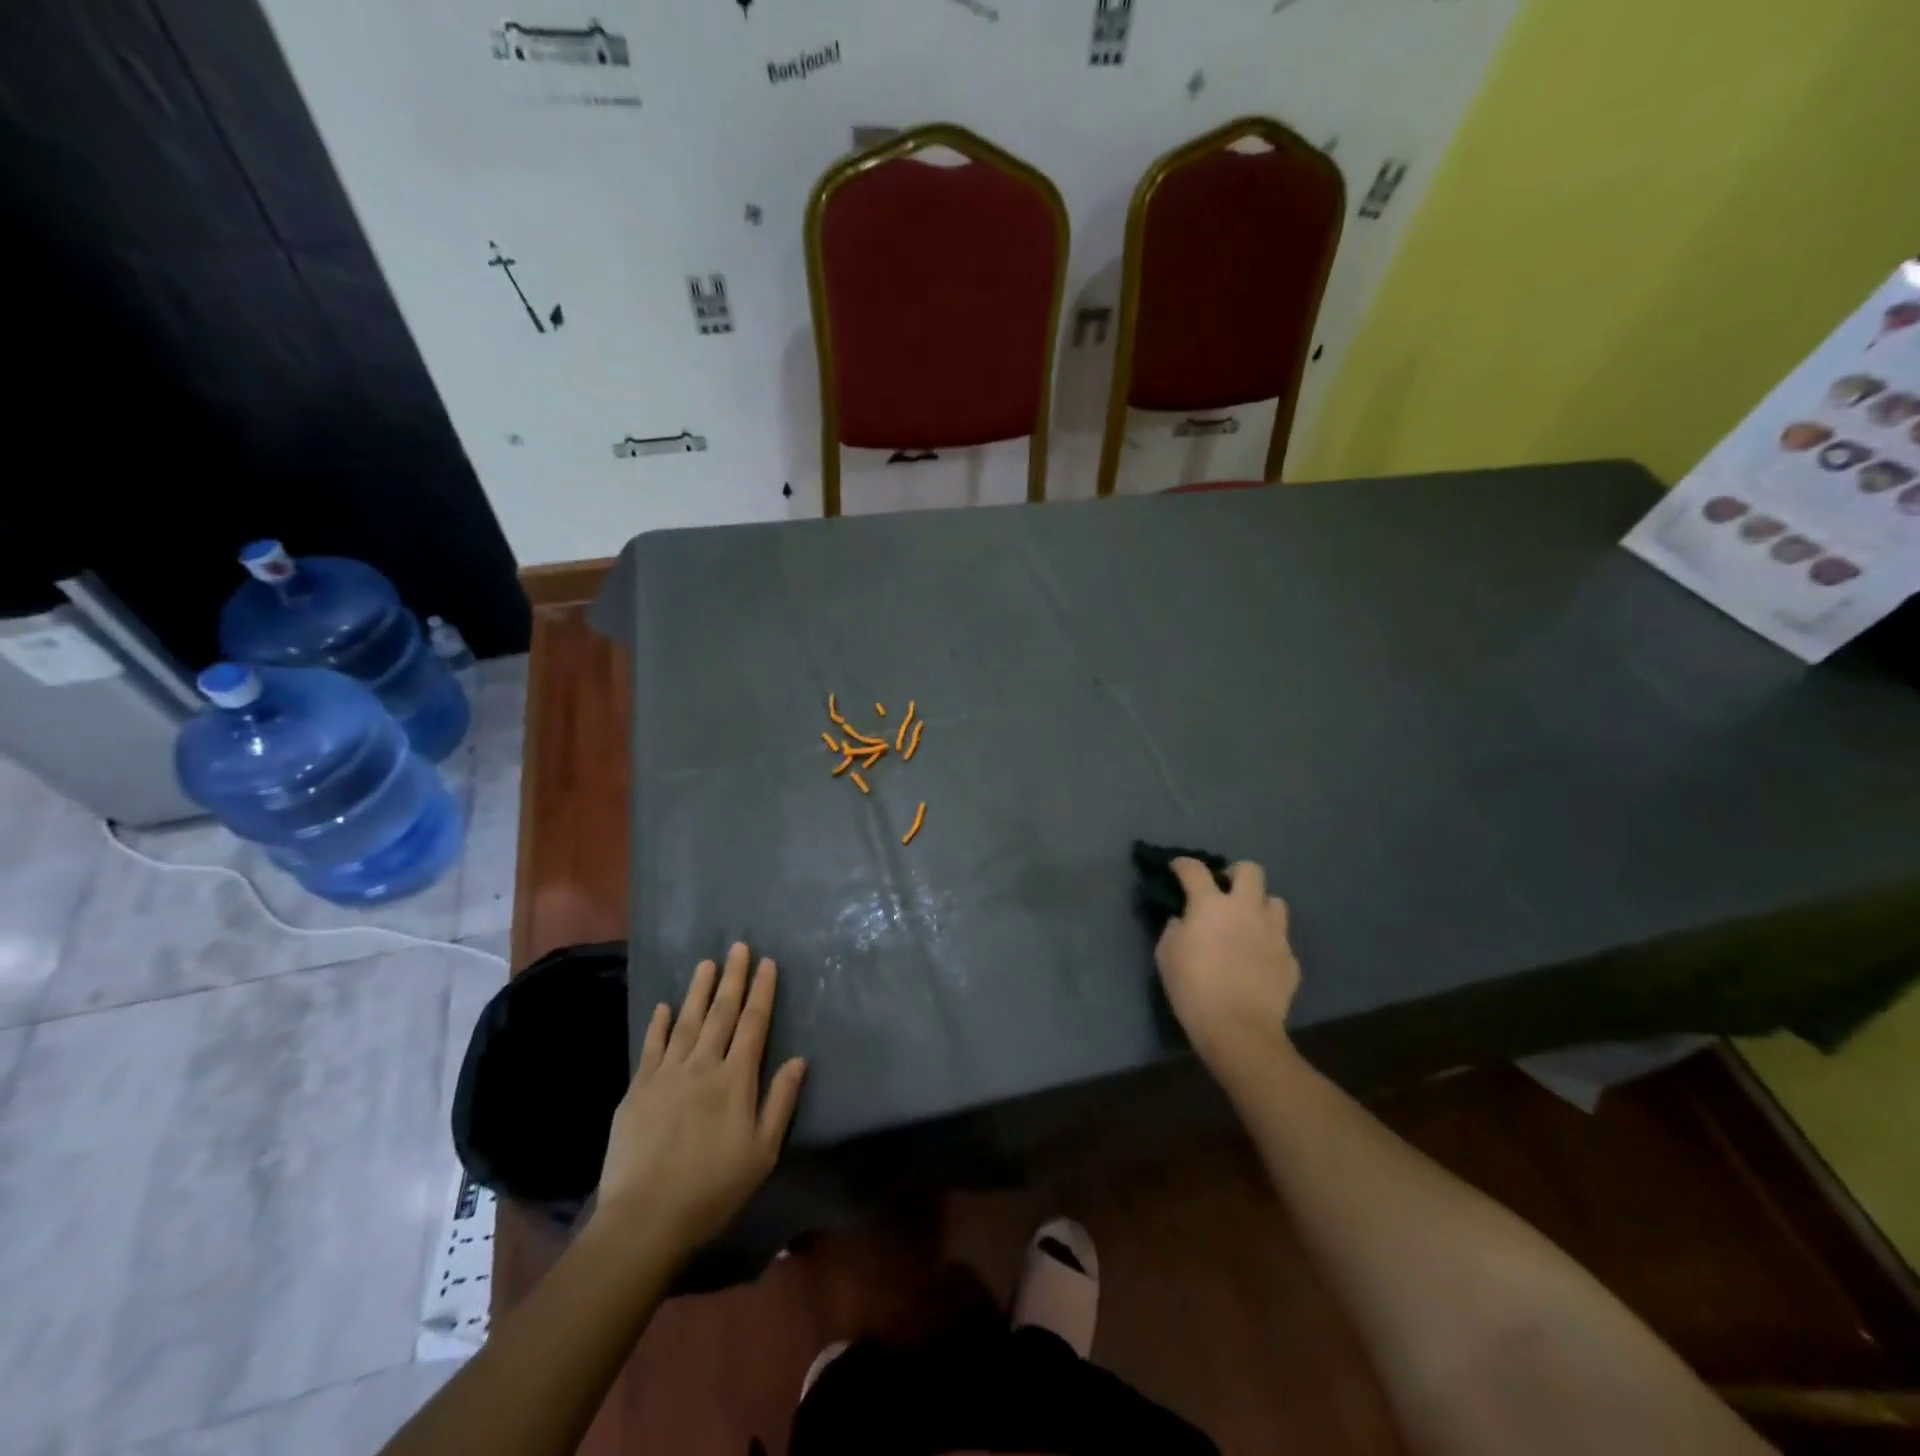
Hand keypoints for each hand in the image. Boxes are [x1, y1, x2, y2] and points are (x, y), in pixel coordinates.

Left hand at [594, 943, 807, 1256]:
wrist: (644, 1218)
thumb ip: (780, 1102)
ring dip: (698, 990)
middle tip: (739, 946)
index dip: (762, 992)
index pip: (753, 1024)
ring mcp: (666, 1075)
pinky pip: (651, 1047)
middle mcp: (702, 1066)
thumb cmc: (712, 1189)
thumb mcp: (762, 1152)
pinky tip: (664, 1006)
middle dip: (733, 978)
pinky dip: (658, 1025)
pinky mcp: (638, 1090)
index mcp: (735, 1079)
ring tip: (706, 964)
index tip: (767, 963)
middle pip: (721, 1013)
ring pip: (686, 1021)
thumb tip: (799, 1059)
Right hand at [1155, 859, 1300, 1081]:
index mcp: (1210, 905)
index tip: (1178, 869)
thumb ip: (1174, 929)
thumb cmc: (1193, 989)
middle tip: (1224, 891)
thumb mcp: (1166, 955)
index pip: (1195, 869)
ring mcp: (1274, 932)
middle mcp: (1246, 909)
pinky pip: (1281, 939)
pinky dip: (1268, 942)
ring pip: (1275, 901)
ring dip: (1259, 907)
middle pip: (1250, 870)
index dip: (1183, 864)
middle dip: (1236, 874)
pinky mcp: (1290, 958)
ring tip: (1247, 924)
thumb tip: (1183, 920)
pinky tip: (1258, 959)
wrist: (1239, 1029)